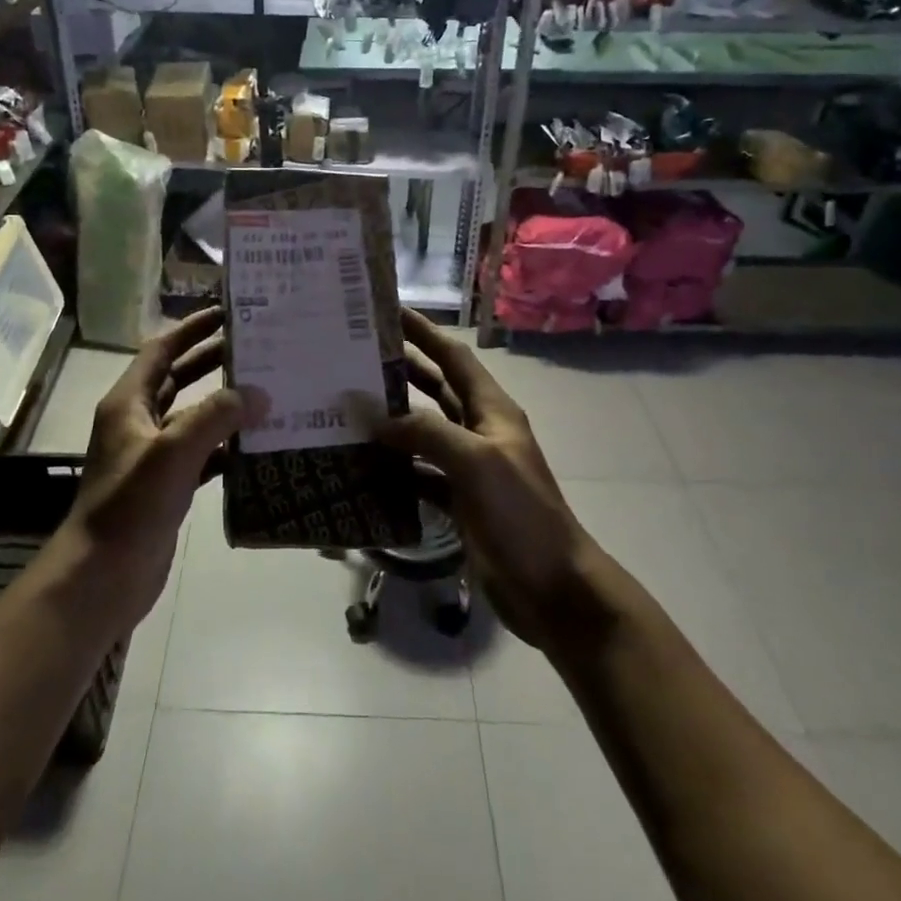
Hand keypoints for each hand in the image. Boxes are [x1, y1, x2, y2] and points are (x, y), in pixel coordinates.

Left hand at [65, 309, 261, 629]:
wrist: (102, 576)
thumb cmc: (130, 505)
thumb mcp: (173, 452)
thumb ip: (216, 417)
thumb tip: (259, 393)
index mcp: (128, 403)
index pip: (161, 350)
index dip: (191, 329)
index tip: (227, 313)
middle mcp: (138, 422)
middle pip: (178, 379)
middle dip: (213, 361)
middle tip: (256, 348)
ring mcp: (152, 456)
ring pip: (192, 417)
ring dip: (224, 405)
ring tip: (266, 391)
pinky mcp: (167, 486)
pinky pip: (201, 455)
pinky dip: (226, 447)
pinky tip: (256, 446)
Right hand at [357, 312, 614, 656]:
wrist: (553, 588)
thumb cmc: (522, 514)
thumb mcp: (477, 462)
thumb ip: (425, 432)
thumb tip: (372, 414)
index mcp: (491, 410)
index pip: (453, 357)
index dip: (424, 332)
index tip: (388, 311)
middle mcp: (479, 430)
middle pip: (435, 388)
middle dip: (400, 369)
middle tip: (354, 355)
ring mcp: (467, 467)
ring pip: (422, 431)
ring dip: (390, 419)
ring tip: (347, 405)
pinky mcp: (457, 500)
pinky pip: (418, 472)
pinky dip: (393, 466)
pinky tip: (362, 464)